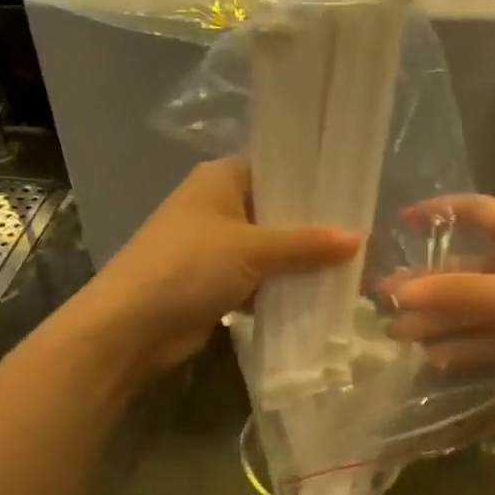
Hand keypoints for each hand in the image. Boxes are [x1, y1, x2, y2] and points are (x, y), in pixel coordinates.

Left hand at [77, 157, 359, 382]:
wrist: (131, 327)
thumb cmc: (189, 267)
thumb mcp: (252, 249)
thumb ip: (306, 244)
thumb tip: (360, 238)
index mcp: (221, 179)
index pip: (278, 168)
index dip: (314, 181)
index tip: (355, 194)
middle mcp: (219, 206)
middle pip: (278, 211)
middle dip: (314, 227)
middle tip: (364, 235)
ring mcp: (217, 246)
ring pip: (271, 248)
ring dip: (302, 261)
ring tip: (353, 266)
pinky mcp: (217, 282)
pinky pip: (261, 278)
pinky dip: (284, 287)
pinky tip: (322, 294)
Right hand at [386, 195, 494, 421]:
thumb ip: (459, 295)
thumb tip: (398, 293)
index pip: (479, 212)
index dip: (440, 213)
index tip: (401, 223)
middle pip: (468, 269)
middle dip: (429, 284)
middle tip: (384, 299)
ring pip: (475, 309)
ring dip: (440, 320)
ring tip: (399, 333)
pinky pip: (490, 340)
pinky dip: (465, 347)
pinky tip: (435, 358)